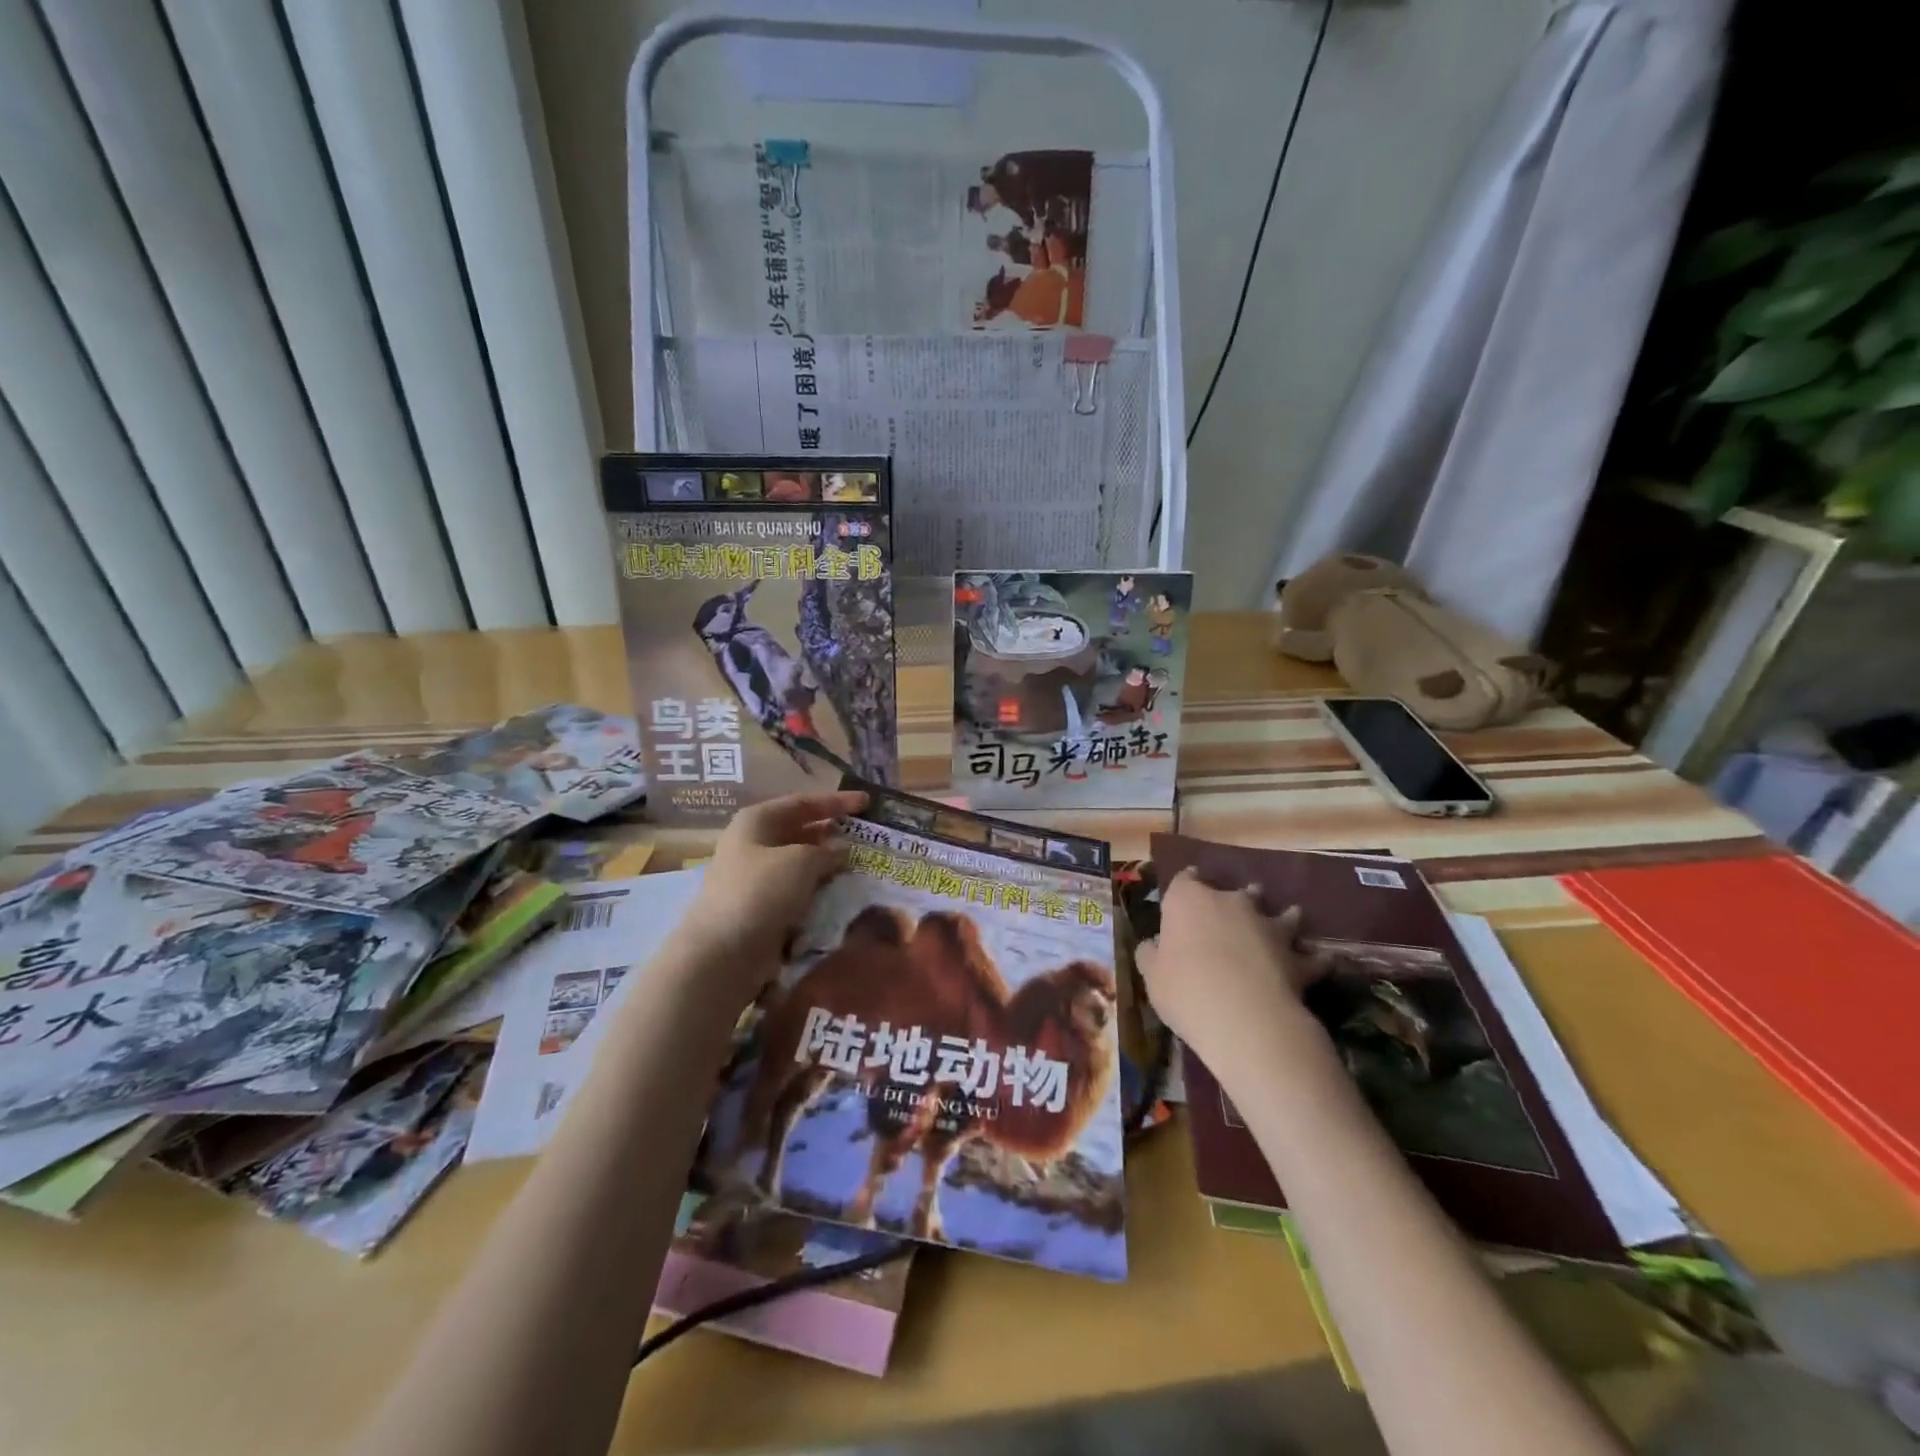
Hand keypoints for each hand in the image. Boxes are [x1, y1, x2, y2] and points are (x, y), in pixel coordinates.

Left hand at [679, 791, 866, 998]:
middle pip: (799, 831)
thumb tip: (841, 851)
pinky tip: (838, 893)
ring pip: (798, 863)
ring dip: (826, 864)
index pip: (803, 803)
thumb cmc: (762, 891)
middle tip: (865, 837)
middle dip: (832, 834)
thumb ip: (827, 851)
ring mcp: (753, 877)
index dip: (836, 801)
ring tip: (859, 866)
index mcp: (756, 821)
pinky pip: (795, 890)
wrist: (724, 952)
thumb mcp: (802, 861)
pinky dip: (816, 889)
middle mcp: (752, 844)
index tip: (867, 803)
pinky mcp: (760, 907)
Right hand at [1135, 868, 1329, 1081]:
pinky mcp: (1296, 958)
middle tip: (1240, 904)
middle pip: (1237, 892)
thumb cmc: (1185, 990)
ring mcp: (1268, 927)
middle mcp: (1230, 903)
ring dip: (1285, 916)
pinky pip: (1311, 956)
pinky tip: (1322, 960)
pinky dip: (1315, 958)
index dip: (1186, 881)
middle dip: (1240, 897)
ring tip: (1291, 915)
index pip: (1185, 880)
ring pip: (1282, 914)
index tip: (1188, 883)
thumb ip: (1151, 954)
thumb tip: (1154, 944)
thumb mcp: (1152, 976)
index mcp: (1188, 901)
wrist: (1244, 1018)